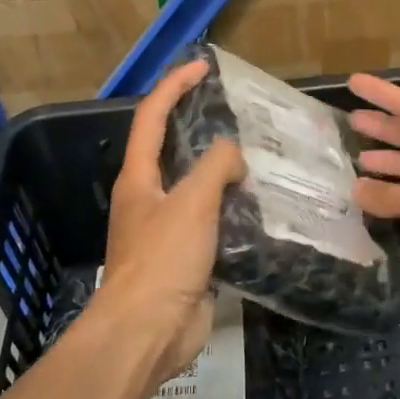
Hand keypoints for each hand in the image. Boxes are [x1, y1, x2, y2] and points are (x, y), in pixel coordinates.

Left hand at [96, 59, 245, 389]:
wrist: (148, 332)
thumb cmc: (163, 259)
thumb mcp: (192, 203)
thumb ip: (216, 168)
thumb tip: (233, 156)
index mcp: (139, 179)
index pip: (152, 118)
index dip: (174, 87)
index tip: (203, 67)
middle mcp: (148, 199)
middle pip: (172, 151)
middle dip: (200, 127)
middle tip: (238, 114)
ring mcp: (166, 231)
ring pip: (196, 190)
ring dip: (221, 173)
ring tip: (259, 159)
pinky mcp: (186, 259)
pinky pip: (211, 223)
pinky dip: (232, 211)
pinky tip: (260, 208)